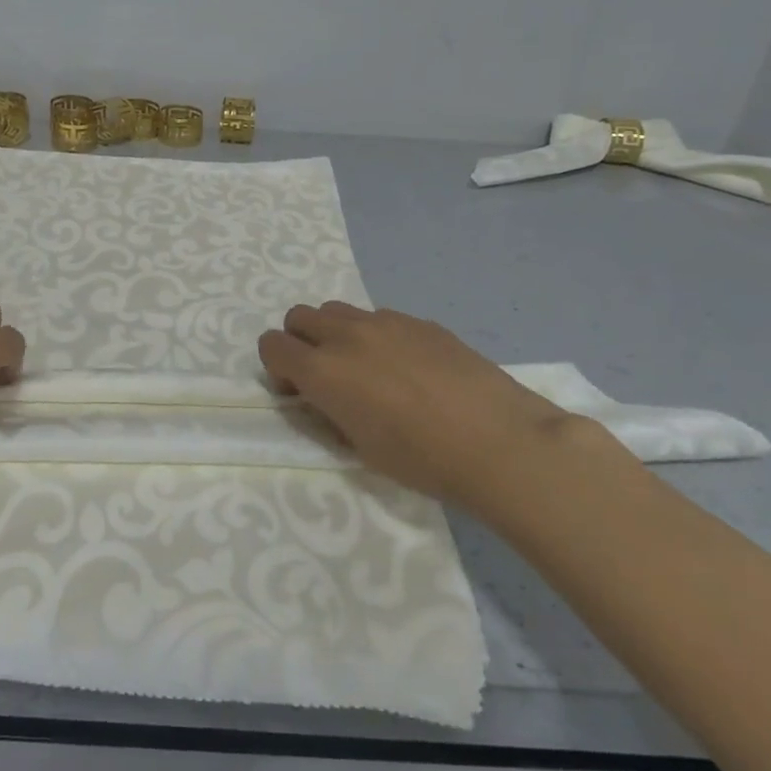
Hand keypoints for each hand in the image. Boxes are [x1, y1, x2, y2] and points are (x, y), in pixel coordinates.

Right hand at [258, 303, 621, 503]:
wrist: (499, 442)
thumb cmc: (423, 460)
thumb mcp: (359, 446)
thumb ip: (330, 409)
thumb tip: (323, 395)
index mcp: (322, 370)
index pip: (271, 345)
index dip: (277, 368)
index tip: (299, 392)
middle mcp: (345, 335)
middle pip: (299, 316)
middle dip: (301, 342)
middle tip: (326, 376)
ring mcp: (384, 322)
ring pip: (338, 311)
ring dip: (336, 334)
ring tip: (366, 368)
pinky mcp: (419, 321)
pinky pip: (379, 318)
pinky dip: (377, 336)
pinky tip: (409, 369)